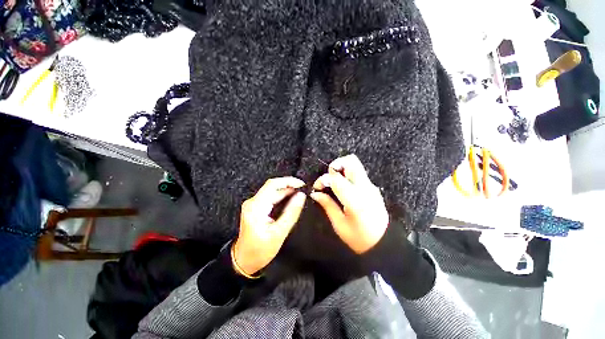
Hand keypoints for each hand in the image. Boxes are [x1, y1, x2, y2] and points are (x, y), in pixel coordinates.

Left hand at [233, 177, 306, 275]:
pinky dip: (282, 196)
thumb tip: (301, 196)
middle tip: (304, 190)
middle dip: (289, 186)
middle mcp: (253, 202)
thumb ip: (291, 212)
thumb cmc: (260, 250)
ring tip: (300, 193)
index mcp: (256, 207)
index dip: (288, 181)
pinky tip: (291, 199)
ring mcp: (253, 204)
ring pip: (272, 191)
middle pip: (272, 187)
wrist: (244, 260)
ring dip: (286, 190)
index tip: (302, 184)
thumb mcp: (279, 233)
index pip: (272, 185)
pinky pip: (270, 197)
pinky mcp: (256, 207)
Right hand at [310, 154, 388, 253]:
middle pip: (351, 161)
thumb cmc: (359, 239)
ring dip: (341, 169)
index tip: (317, 188)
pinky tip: (342, 188)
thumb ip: (327, 205)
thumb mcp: (340, 224)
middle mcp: (365, 188)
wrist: (385, 244)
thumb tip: (315, 193)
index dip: (323, 179)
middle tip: (328, 178)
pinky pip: (358, 174)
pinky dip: (347, 175)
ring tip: (333, 183)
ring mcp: (371, 186)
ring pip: (355, 165)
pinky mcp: (373, 188)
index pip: (336, 178)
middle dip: (335, 165)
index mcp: (355, 199)